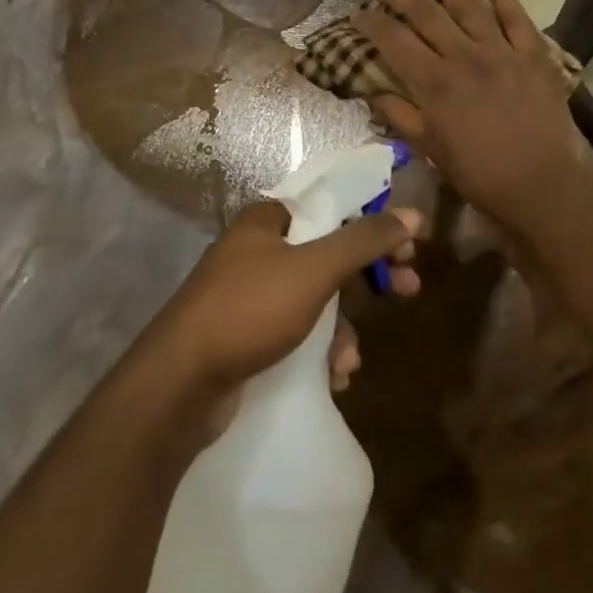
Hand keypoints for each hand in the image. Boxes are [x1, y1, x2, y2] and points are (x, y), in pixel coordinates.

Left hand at [141, 199, 423, 440]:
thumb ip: (364, 240)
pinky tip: (331, 377)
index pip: (334, 206)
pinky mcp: (248, 334)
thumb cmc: (249, 311)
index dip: (375, 222)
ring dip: (344, 329)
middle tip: (408, 290)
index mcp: (269, 221)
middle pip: (331, 252)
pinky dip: (320, 351)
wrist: (179, 386)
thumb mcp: (314, 270)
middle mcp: (259, 250)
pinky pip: (299, 331)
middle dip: (369, 278)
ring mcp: (251, 294)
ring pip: (318, 299)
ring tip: (350, 362)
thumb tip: (413, 212)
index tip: (409, 246)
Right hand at [352, 0, 592, 243]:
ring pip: (469, 3)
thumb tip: (373, 91)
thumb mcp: (431, 151)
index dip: (372, 22)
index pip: (394, 40)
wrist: (541, 185)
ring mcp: (502, 51)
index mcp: (435, 82)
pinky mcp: (534, 54)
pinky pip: (516, 16)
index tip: (359, 14)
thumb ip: (401, 117)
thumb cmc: (480, 174)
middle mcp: (465, 56)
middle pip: (426, 12)